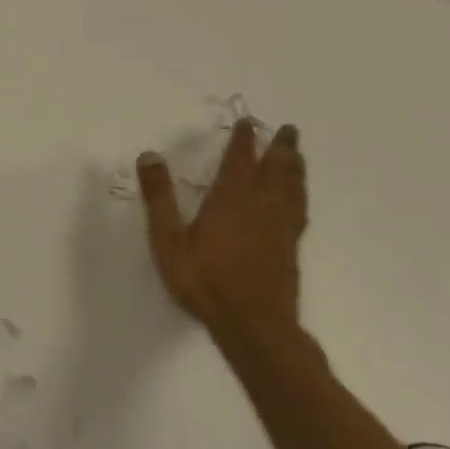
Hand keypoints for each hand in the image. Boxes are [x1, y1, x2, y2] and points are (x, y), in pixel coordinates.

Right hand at [137, 118, 307, 336]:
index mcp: (231, 200)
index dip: (244, 141)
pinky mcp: (289, 249)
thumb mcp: (168, 239)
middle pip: (276, 171)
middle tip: (289, 129)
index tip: (248, 123)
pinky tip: (297, 199)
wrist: (254, 325)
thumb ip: (159, 197)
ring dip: (295, 168)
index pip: (239, 161)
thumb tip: (150, 155)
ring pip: (293, 190)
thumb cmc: (204, 280)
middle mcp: (261, 207)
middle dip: (281, 148)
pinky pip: (299, 211)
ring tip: (297, 155)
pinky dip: (299, 196)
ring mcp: (280, 229)